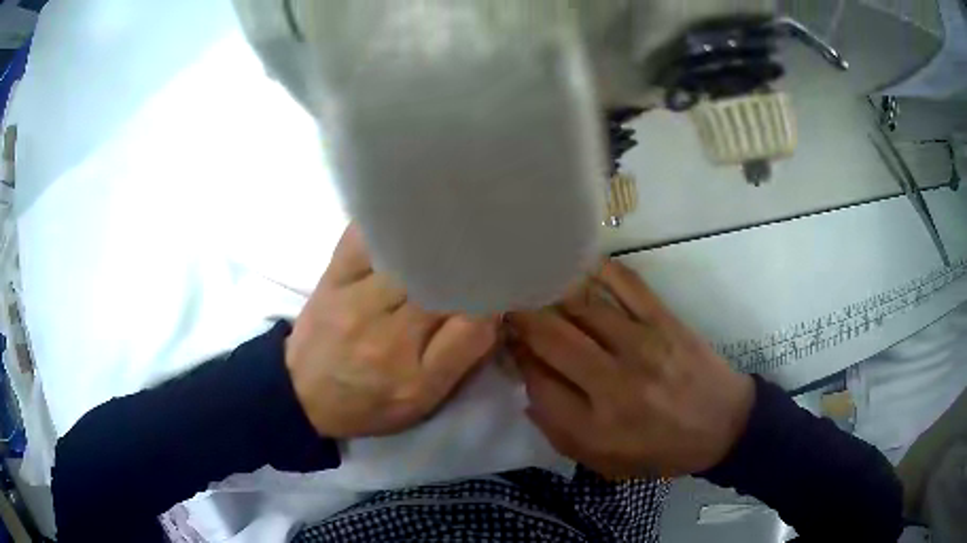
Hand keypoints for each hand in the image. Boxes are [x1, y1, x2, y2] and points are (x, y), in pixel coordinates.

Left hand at [285, 224, 497, 438]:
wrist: (304, 394)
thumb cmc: (370, 402)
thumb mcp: (423, 398)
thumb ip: (462, 354)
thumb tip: (491, 306)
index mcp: (410, 365)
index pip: (467, 314)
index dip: (491, 290)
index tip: (506, 272)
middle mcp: (382, 324)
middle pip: (437, 275)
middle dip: (466, 257)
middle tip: (488, 239)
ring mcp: (352, 294)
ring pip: (404, 251)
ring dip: (433, 235)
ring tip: (456, 221)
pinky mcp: (332, 275)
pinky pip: (362, 236)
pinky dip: (387, 221)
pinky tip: (406, 213)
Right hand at [507, 260, 754, 478]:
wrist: (724, 426)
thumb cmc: (661, 450)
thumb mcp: (604, 462)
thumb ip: (558, 430)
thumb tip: (527, 386)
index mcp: (598, 425)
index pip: (537, 382)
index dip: (516, 359)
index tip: (510, 347)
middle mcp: (615, 382)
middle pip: (551, 337)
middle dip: (521, 318)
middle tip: (509, 309)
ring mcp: (643, 344)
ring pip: (581, 306)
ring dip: (550, 293)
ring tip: (536, 287)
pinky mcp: (666, 321)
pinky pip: (626, 284)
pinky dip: (597, 270)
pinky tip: (579, 267)